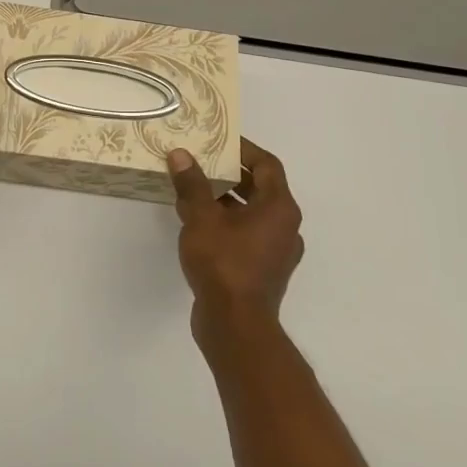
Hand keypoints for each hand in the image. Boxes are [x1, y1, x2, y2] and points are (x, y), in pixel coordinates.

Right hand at [168, 138, 304, 334]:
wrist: (235, 325)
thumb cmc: (224, 263)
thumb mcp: (201, 217)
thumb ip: (192, 184)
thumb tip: (181, 154)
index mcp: (279, 208)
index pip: (267, 164)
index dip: (243, 149)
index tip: (217, 140)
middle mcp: (285, 226)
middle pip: (260, 187)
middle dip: (229, 173)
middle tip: (200, 162)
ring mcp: (276, 251)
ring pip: (251, 212)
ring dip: (225, 199)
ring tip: (192, 191)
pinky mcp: (263, 270)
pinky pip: (246, 234)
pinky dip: (226, 223)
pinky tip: (197, 224)